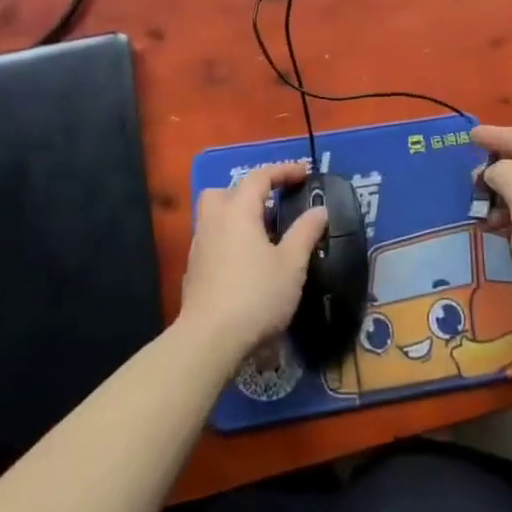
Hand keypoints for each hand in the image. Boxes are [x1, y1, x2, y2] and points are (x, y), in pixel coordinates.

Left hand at [179, 160, 326, 365]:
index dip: (282, 171)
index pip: (259, 177)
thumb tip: (319, 210)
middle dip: (246, 192)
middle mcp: (214, 222)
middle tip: (270, 205)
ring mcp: (199, 248)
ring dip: (236, 217)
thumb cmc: (256, 296)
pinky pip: (212, 242)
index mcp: (238, 211)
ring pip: (214, 217)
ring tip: (262, 237)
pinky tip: (245, 265)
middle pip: (224, 192)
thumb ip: (305, 233)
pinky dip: (228, 242)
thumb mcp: (291, 264)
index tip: (303, 173)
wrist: (209, 341)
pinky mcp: (193, 273)